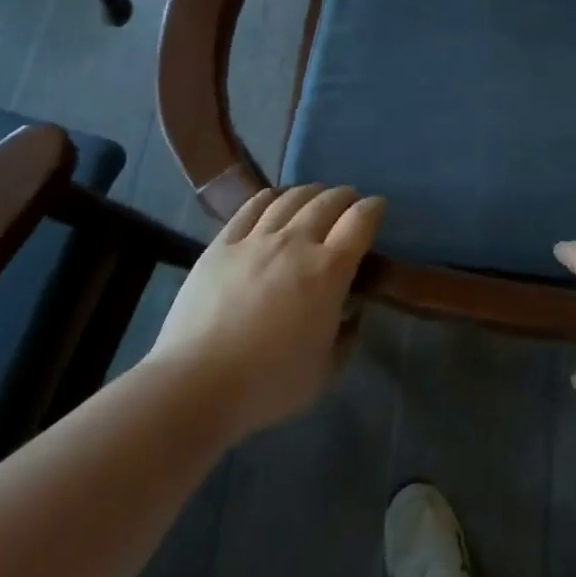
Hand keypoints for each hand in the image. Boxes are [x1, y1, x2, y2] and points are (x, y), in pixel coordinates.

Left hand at [149, 185, 381, 440]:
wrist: (197, 383)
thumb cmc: (269, 384)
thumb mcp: (326, 372)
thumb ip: (346, 337)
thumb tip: (352, 312)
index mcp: (329, 271)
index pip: (360, 222)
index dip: (373, 209)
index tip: (378, 207)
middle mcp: (296, 242)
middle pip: (327, 202)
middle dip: (344, 196)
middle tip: (349, 200)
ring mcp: (256, 239)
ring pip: (290, 198)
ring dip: (310, 192)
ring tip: (315, 195)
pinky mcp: (223, 243)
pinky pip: (251, 207)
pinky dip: (270, 197)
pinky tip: (274, 199)